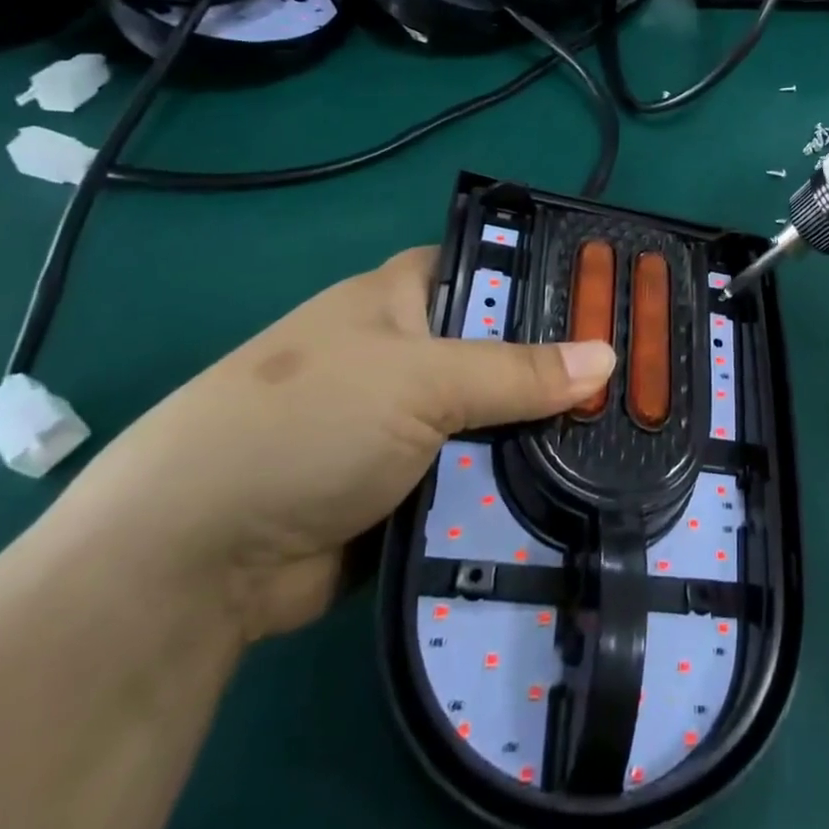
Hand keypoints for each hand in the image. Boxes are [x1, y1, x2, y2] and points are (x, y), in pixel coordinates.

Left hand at [51, 248, 616, 640]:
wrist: (194, 561)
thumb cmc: (308, 424)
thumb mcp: (421, 381)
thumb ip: (519, 372)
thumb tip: (609, 358)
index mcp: (399, 299)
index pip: (489, 267)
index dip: (546, 278)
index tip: (611, 299)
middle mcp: (405, 352)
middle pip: (500, 349)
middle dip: (556, 365)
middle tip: (634, 378)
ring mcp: (404, 422)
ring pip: (493, 417)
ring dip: (538, 432)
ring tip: (622, 436)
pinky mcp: (405, 486)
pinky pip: (475, 474)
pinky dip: (510, 483)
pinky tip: (575, 487)